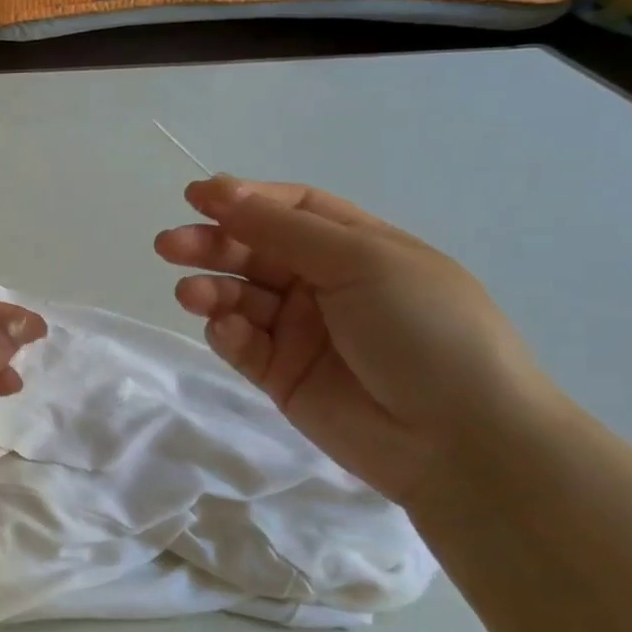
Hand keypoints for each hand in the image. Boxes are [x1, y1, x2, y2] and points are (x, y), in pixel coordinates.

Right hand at [156, 176, 562, 505]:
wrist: (461, 441)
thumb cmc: (425, 330)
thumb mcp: (363, 262)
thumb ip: (284, 229)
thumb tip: (222, 191)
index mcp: (357, 248)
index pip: (291, 210)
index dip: (244, 200)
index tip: (197, 197)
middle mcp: (325, 284)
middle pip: (255, 251)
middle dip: (212, 243)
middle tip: (169, 245)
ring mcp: (302, 331)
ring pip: (240, 297)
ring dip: (211, 289)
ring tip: (190, 295)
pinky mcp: (282, 375)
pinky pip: (243, 343)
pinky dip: (227, 332)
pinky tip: (226, 330)